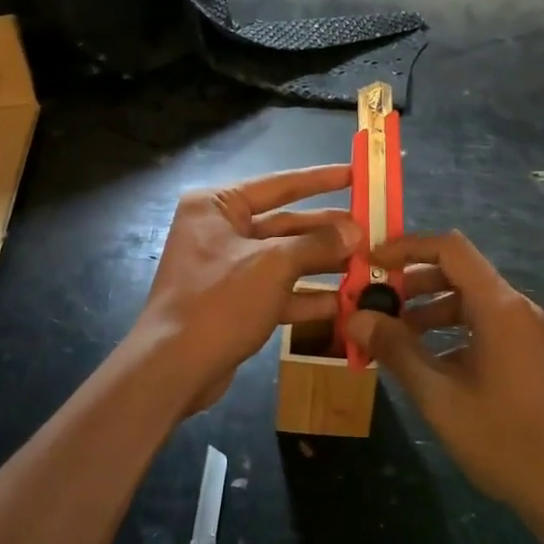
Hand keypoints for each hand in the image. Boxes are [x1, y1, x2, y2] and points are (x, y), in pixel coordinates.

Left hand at [135, 165, 360, 414]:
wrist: (172, 370)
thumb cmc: (219, 301)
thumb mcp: (273, 265)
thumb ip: (316, 244)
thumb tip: (355, 231)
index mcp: (217, 205)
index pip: (278, 185)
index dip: (320, 179)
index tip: (355, 173)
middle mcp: (220, 230)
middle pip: (285, 223)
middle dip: (326, 231)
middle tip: (370, 230)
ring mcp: (227, 268)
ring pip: (284, 259)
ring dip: (323, 264)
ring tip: (365, 265)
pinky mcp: (235, 302)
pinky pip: (278, 291)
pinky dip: (307, 297)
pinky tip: (344, 303)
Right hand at [346, 231, 543, 530]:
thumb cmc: (506, 440)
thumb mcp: (440, 397)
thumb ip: (397, 350)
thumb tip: (356, 317)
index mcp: (499, 306)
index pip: (450, 248)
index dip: (408, 247)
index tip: (373, 262)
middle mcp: (517, 308)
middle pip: (460, 272)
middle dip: (414, 282)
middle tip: (376, 302)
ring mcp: (529, 332)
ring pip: (472, 301)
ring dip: (431, 309)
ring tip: (394, 335)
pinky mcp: (533, 356)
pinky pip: (487, 325)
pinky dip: (454, 330)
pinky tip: (430, 364)